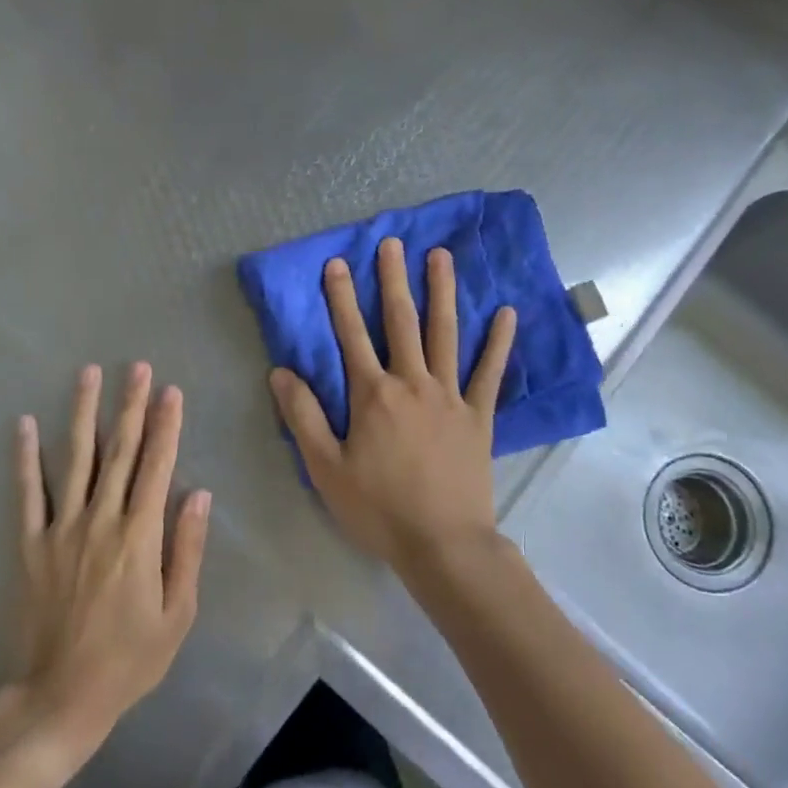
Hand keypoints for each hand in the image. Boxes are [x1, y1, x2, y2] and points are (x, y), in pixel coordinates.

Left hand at [11, 363, 211, 754]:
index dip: (166, 426)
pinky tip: (26, 424)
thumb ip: (187, 549)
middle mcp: (100, 520)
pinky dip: (26, 457)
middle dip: (131, 405)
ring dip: (84, 413)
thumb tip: (198, 493)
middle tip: (137, 367)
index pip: (157, 466)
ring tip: (88, 373)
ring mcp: (61, 528)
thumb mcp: (177, 613)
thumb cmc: (129, 659)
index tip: (171, 391)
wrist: (60, 697)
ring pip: (76, 459)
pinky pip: (28, 493)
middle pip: (119, 451)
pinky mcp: (31, 544)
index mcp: (139, 535)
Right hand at [269, 238, 515, 576]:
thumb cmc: (378, 508)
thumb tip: (280, 371)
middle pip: (401, 322)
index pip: (351, 335)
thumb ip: (303, 416)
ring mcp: (450, 397)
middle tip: (393, 243)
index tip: (337, 263)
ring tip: (442, 257)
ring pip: (446, 334)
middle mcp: (412, 383)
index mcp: (373, 395)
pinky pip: (490, 373)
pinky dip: (498, 343)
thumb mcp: (325, 468)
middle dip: (394, 280)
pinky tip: (507, 314)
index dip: (341, 298)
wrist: (442, 544)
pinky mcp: (479, 416)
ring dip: (443, 293)